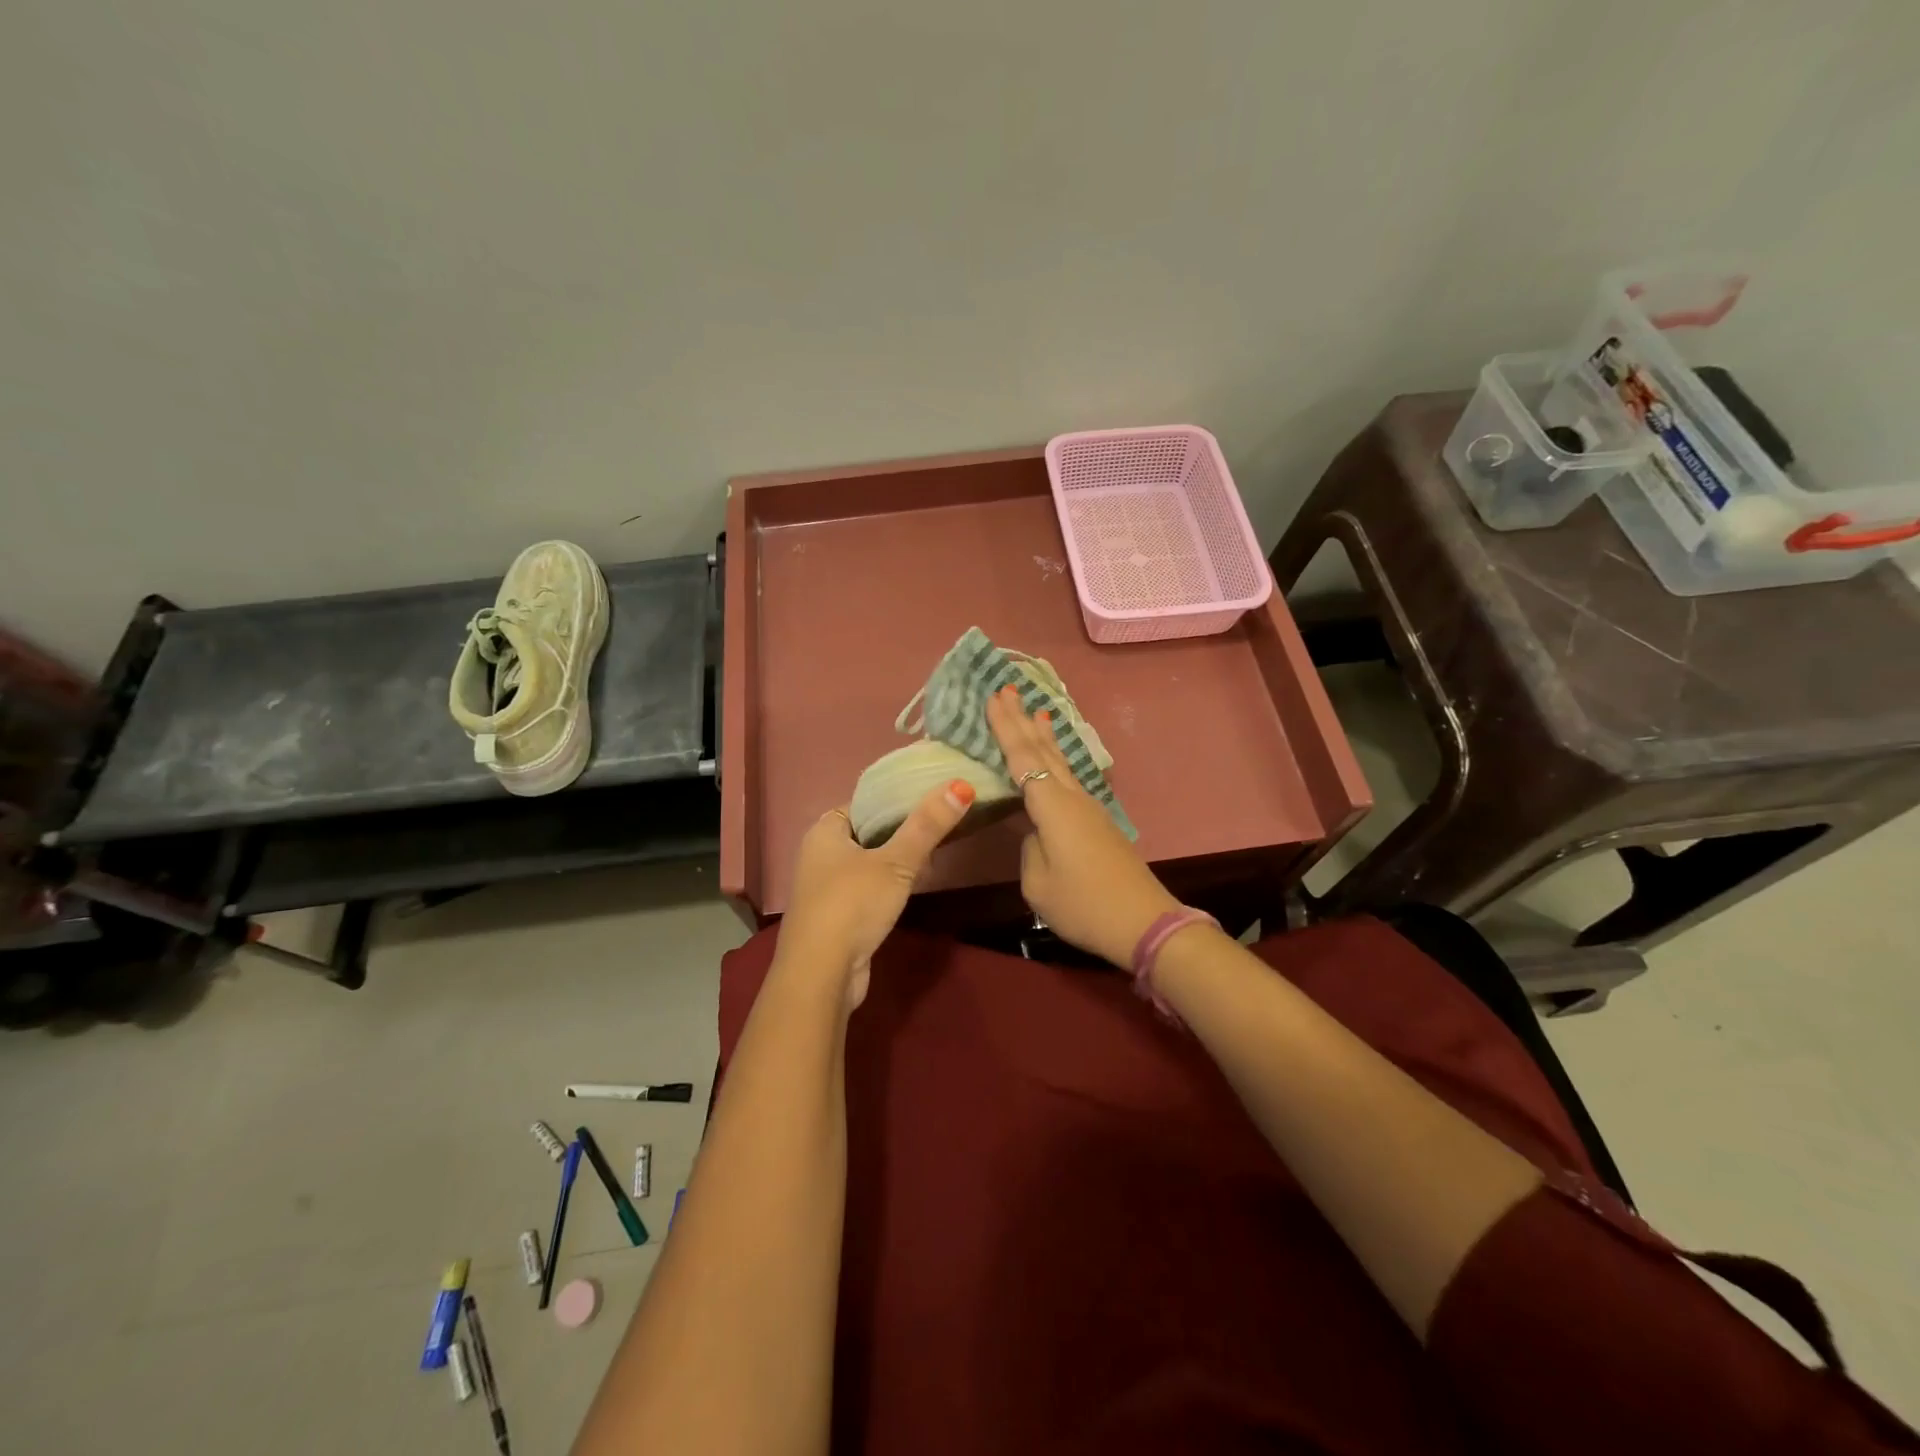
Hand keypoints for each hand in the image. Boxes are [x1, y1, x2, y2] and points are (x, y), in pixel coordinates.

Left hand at [775, 780, 975, 1007]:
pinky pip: (866, 891)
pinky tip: (910, 891)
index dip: (894, 800)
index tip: (930, 800)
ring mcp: (824, 889)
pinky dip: (887, 887)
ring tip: (932, 857)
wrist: (821, 975)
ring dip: (895, 862)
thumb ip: (927, 825)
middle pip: (867, 833)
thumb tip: (960, 785)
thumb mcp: (896, 862)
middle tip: (938, 828)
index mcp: (824, 832)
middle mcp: (818, 855)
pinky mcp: (835, 918)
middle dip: (900, 833)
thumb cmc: (852, 905)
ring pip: (868, 864)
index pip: (863, 803)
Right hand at [986, 685, 1180, 967]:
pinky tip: (1056, 759)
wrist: (1143, 922)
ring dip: (1044, 736)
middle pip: (1043, 751)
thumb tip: (1035, 834)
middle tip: (1007, 689)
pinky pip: (1070, 778)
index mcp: (1052, 807)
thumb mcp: (1039, 884)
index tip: (994, 697)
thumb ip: (1030, 849)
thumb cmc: (1084, 904)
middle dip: (1022, 720)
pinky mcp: (1097, 822)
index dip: (1005, 728)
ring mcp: (1088, 808)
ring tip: (1036, 711)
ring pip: (1061, 762)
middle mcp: (1071, 798)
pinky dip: (1057, 759)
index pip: (1022, 758)